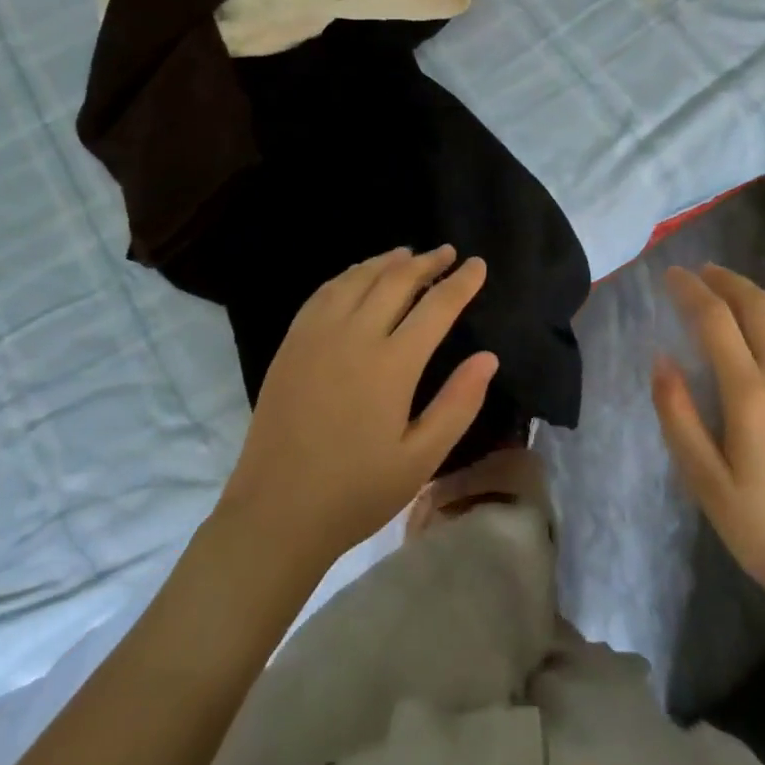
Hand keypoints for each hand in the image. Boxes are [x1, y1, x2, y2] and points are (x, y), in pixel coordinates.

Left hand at [218, 247, 496, 570]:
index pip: (436, 307)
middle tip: (448, 252)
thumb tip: (488, 357)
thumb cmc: (356, 492)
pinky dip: (349, 275)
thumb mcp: (420, 460)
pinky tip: (358, 276)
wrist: (276, 512)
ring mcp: (318, 335)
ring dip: (388, 261)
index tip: (478, 265)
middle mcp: (355, 336)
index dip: (461, 283)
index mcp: (392, 364)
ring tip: (408, 254)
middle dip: (427, 262)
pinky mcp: (292, 342)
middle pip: (397, 281)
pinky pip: (324, 292)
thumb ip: (458, 404)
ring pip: (358, 278)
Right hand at [652, 265, 764, 608]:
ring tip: (735, 288)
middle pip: (758, 307)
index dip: (691, 291)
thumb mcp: (706, 483)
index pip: (715, 321)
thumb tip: (661, 360)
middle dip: (727, 282)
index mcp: (752, 395)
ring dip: (760, 294)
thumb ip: (678, 416)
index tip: (671, 275)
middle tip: (702, 271)